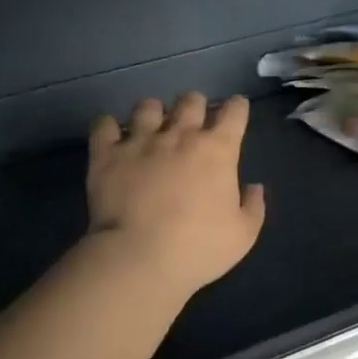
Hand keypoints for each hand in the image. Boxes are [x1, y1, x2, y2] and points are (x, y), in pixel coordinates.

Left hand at [86, 92, 266, 294]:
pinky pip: (104, 125)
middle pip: (191, 100)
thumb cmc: (198, 248)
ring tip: (151, 129)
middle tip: (193, 125)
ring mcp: (140, 141)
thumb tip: (253, 187)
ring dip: (153, 114)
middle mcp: (179, 135)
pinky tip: (112, 138)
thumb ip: (253, 206)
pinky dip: (108, 128)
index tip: (236, 112)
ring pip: (148, 106)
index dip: (237, 108)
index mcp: (217, 150)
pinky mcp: (106, 154)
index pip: (234, 111)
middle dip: (195, 106)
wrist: (139, 258)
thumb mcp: (243, 235)